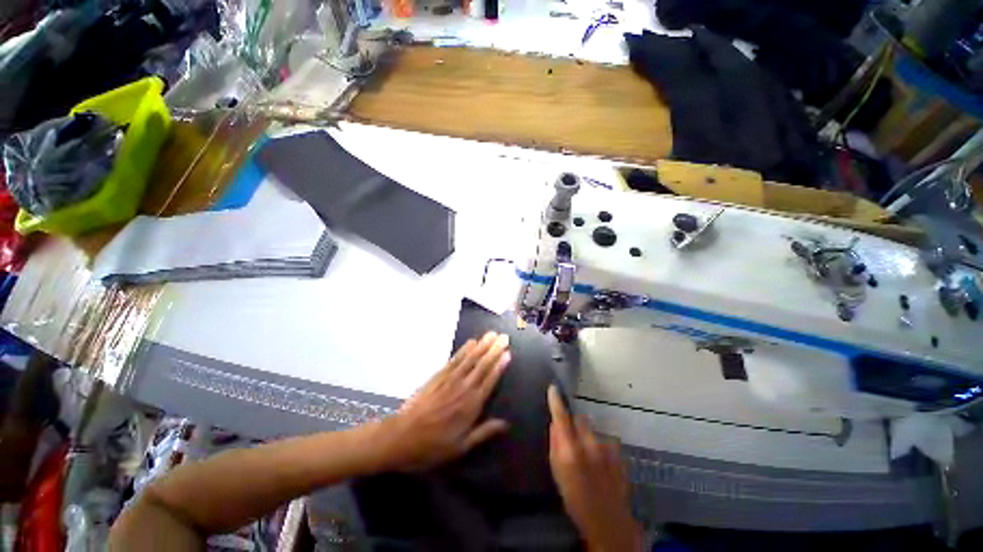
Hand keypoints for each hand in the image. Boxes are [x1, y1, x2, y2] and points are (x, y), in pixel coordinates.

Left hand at [374, 332, 511, 470]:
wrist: (401, 437)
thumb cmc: (432, 446)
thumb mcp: (461, 447)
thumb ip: (484, 432)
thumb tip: (506, 424)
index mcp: (471, 405)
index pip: (489, 380)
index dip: (499, 366)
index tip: (508, 352)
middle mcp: (463, 388)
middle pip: (482, 365)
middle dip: (494, 350)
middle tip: (504, 336)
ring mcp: (450, 379)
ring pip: (470, 359)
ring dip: (482, 345)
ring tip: (492, 334)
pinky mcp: (438, 376)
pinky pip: (454, 360)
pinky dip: (464, 350)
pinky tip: (471, 342)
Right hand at [547, 386, 642, 551]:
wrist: (608, 522)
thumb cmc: (575, 499)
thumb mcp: (557, 472)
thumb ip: (555, 444)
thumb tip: (555, 424)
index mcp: (571, 449)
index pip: (561, 417)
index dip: (556, 401)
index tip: (553, 388)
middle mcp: (589, 443)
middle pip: (581, 419)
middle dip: (575, 424)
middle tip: (572, 439)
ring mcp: (607, 448)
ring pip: (593, 431)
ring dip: (588, 437)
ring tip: (589, 457)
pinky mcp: (618, 454)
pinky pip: (605, 441)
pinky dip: (600, 447)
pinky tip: (601, 463)